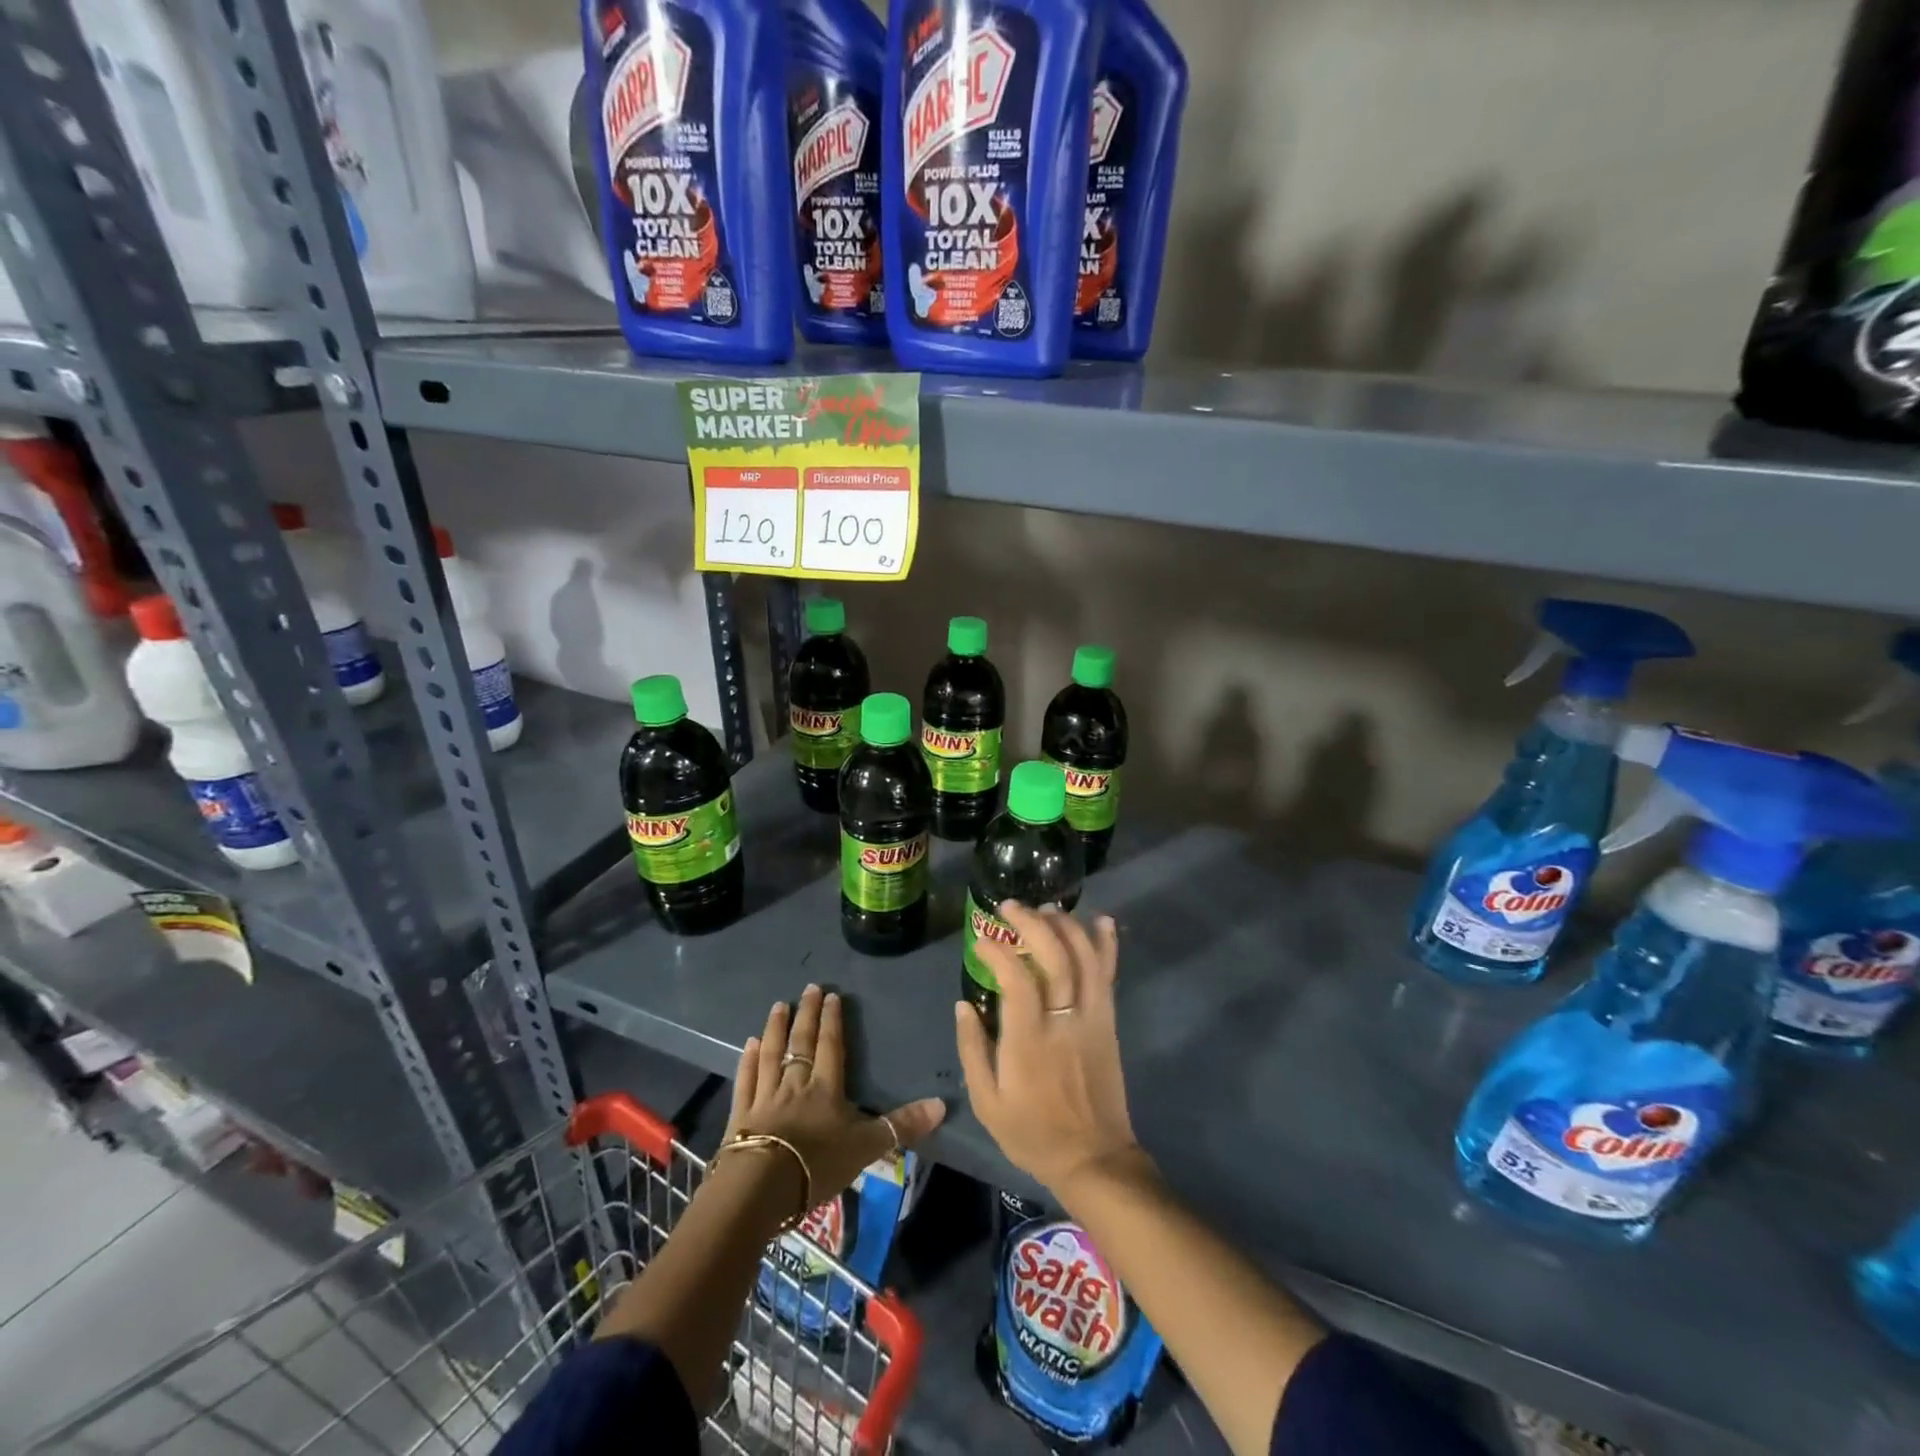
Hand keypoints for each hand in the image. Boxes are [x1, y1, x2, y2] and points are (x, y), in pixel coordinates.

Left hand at [727, 984, 945, 1218]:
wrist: (761, 1186)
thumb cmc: (817, 1164)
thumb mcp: (867, 1147)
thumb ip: (902, 1126)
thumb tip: (943, 1105)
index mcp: (826, 1088)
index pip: (831, 1045)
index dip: (832, 1020)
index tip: (832, 995)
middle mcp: (795, 1083)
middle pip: (801, 1042)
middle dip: (807, 1014)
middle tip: (809, 988)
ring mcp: (765, 1097)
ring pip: (771, 1054)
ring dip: (775, 1028)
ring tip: (779, 1006)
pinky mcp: (740, 1115)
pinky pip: (746, 1080)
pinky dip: (747, 1060)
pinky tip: (748, 1044)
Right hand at [955, 904, 1145, 1198]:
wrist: (1093, 1158)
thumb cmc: (1032, 1132)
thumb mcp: (987, 1103)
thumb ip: (972, 1049)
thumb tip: (963, 1003)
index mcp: (1029, 1042)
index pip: (1017, 980)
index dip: (999, 951)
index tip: (980, 937)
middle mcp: (1064, 1022)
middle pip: (1056, 957)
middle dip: (1032, 923)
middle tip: (1010, 906)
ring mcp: (1092, 1018)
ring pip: (1085, 958)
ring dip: (1066, 925)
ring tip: (1045, 908)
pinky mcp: (1109, 1021)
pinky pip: (1109, 975)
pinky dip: (1107, 944)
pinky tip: (1101, 919)